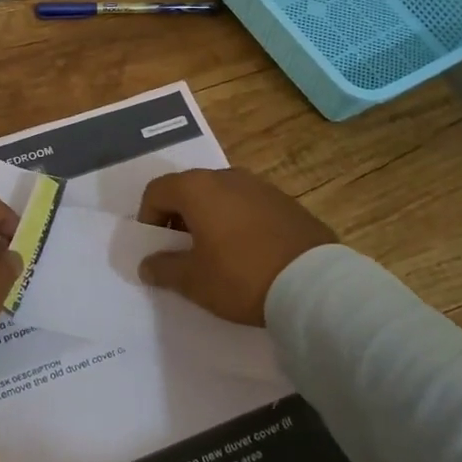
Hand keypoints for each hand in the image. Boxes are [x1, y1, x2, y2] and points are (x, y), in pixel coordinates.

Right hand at [137, 168, 337, 325]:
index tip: (157, 248)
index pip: (157, 191)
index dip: (148, 219)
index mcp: (197, 188)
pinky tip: (248, 253)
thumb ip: (164, 268)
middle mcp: (226, 177)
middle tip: (183, 252)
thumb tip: (148, 264)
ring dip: (210, 219)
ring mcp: (260, 186)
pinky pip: (248, 206)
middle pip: (189, 189)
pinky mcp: (285, 201)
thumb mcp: (194, 281)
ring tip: (216, 254)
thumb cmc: (240, 276)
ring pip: (221, 196)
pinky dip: (238, 222)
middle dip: (178, 218)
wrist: (314, 284)